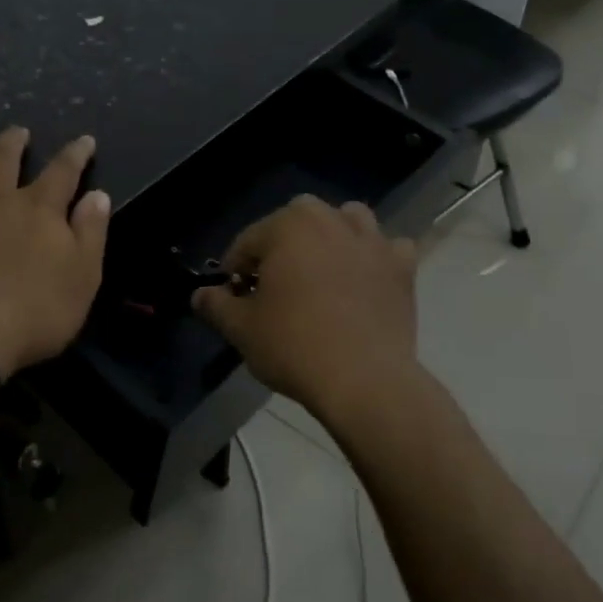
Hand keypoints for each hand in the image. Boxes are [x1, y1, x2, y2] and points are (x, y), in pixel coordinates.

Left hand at [0, 128, 110, 379]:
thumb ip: (91, 233)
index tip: (84, 141)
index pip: (64, 170)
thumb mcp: (82, 279)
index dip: (76, 153)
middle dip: (15, 141)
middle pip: (5, 156)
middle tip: (19, 133)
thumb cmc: (32, 314)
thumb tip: (98, 195)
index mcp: (39, 209)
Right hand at [192, 196, 418, 420]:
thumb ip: (216, 305)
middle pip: (295, 223)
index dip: (235, 271)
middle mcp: (331, 219)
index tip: (233, 299)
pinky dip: (375, 258)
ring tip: (321, 274)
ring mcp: (372, 240)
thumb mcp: (241, 329)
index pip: (248, 242)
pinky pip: (387, 248)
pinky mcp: (402, 267)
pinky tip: (364, 281)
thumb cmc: (294, 346)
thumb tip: (200, 295)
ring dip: (332, 238)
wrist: (365, 381)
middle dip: (281, 248)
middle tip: (274, 290)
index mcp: (288, 225)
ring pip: (346, 222)